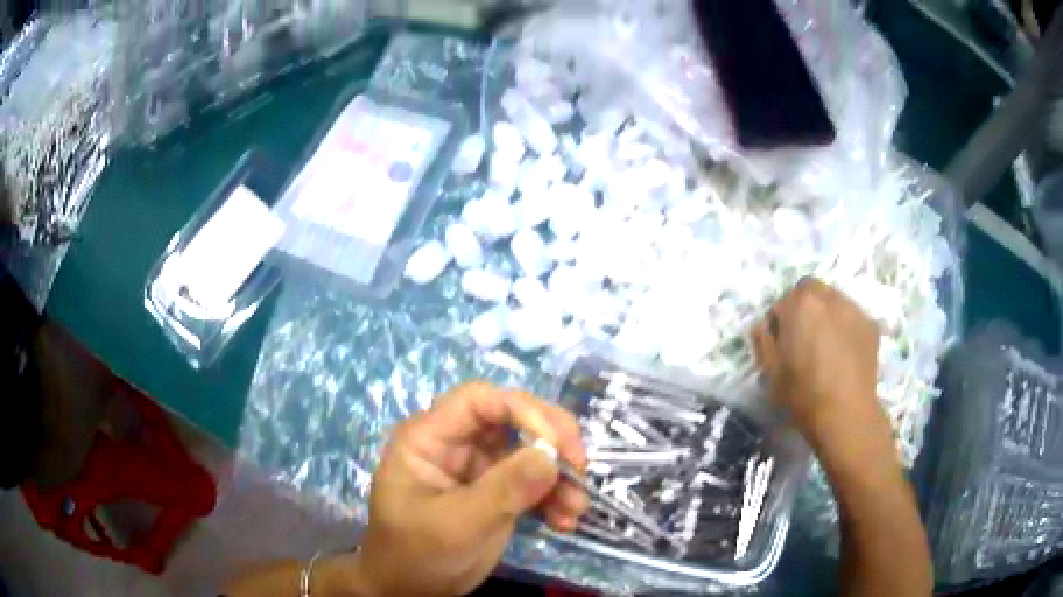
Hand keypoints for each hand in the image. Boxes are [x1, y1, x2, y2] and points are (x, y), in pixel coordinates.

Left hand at [347, 382, 587, 595]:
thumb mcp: (457, 524)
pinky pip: (533, 481)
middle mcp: (455, 444)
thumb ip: (503, 490)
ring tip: (576, 508)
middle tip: (579, 467)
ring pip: (529, 451)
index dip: (522, 411)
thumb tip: (552, 456)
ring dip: (559, 475)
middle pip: (512, 418)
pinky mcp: (496, 491)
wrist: (411, 590)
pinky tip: (565, 521)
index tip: (557, 445)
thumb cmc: (417, 553)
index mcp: (429, 437)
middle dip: (551, 440)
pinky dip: (554, 496)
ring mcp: (478, 468)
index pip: (479, 400)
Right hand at [751, 277, 884, 441]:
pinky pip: (851, 317)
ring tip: (826, 345)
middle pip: (811, 291)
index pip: (782, 301)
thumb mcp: (770, 371)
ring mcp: (853, 309)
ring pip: (834, 301)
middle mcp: (829, 297)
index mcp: (800, 304)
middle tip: (804, 338)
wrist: (846, 415)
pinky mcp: (870, 325)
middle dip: (804, 308)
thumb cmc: (803, 394)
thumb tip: (763, 326)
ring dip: (826, 315)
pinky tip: (844, 353)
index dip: (779, 322)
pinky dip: (845, 327)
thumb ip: (763, 341)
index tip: (781, 342)